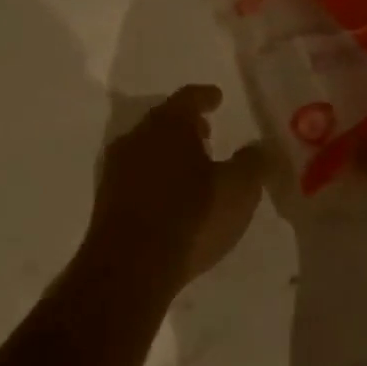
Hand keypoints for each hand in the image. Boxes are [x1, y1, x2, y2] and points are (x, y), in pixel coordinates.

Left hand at [86, 85, 266, 288]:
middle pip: (164, 121)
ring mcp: (116, 169)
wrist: (130, 268)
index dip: (206, 96)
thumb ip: (253, 162)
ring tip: (192, 166)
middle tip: (207, 132)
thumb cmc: (191, 217)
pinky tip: (170, 196)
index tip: (217, 98)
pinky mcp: (106, 200)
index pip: (189, 98)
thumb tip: (260, 146)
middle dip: (186, 125)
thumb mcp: (238, 189)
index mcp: (168, 125)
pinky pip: (137, 175)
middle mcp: (137, 138)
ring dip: (169, 152)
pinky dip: (156, 177)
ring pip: (147, 148)